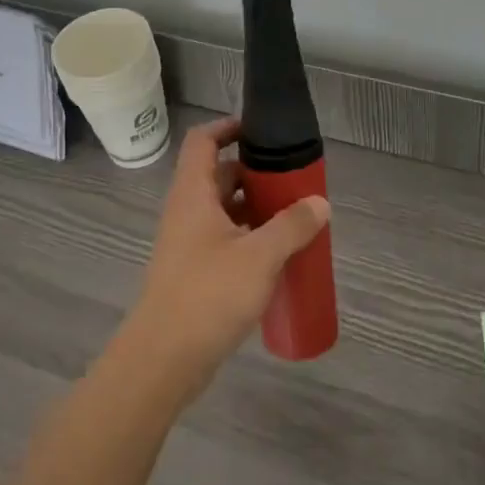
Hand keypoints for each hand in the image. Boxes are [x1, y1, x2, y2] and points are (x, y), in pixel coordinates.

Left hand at [111, 117, 329, 403]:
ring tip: (295, 216)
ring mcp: (189, 243)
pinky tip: (278, 254)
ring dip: (256, 208)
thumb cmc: (209, 295)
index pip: (203, 141)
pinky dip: (250, 237)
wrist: (165, 357)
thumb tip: (319, 203)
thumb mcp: (260, 255)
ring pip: (224, 210)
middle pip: (219, 176)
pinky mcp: (195, 272)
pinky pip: (225, 239)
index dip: (228, 127)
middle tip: (293, 180)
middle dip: (255, 173)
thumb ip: (292, 226)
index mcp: (194, 195)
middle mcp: (187, 212)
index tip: (261, 130)